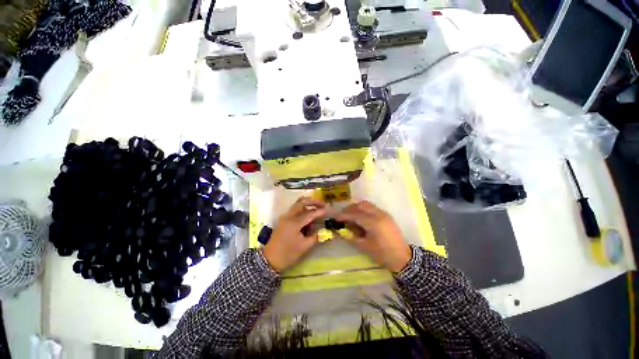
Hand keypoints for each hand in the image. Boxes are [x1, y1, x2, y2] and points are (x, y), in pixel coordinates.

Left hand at [262, 196, 325, 271]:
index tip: (327, 210)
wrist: (270, 259)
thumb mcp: (304, 246)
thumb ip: (315, 237)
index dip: (319, 211)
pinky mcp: (283, 219)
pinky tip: (308, 213)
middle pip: (301, 203)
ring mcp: (285, 217)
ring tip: (316, 206)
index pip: (309, 214)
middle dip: (312, 201)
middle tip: (322, 204)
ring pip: (297, 204)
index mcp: (294, 223)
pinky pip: (294, 209)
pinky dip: (302, 208)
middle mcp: (289, 216)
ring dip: (307, 203)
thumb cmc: (288, 253)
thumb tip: (325, 231)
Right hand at [337, 201, 410, 272]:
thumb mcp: (365, 247)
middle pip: (361, 205)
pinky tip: (361, 217)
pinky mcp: (386, 215)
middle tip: (343, 216)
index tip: (336, 218)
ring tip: (351, 216)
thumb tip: (340, 231)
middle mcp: (378, 214)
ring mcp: (383, 213)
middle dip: (350, 209)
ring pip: (367, 204)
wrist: (402, 257)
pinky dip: (364, 209)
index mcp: (373, 223)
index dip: (344, 215)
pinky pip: (372, 207)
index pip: (355, 214)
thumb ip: (351, 237)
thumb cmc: (383, 254)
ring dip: (357, 207)